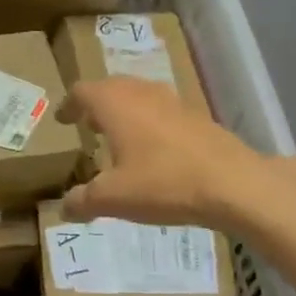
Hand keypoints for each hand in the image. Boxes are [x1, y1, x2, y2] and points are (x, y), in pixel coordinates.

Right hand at [58, 78, 270, 226]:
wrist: (233, 183)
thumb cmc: (163, 183)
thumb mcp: (113, 198)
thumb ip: (83, 200)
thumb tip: (64, 208)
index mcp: (114, 103)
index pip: (82, 91)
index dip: (68, 105)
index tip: (62, 120)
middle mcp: (142, 92)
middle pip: (111, 87)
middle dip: (96, 105)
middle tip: (87, 125)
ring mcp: (173, 101)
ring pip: (139, 96)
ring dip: (124, 111)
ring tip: (118, 137)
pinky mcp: (197, 115)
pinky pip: (162, 110)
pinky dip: (149, 122)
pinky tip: (154, 150)